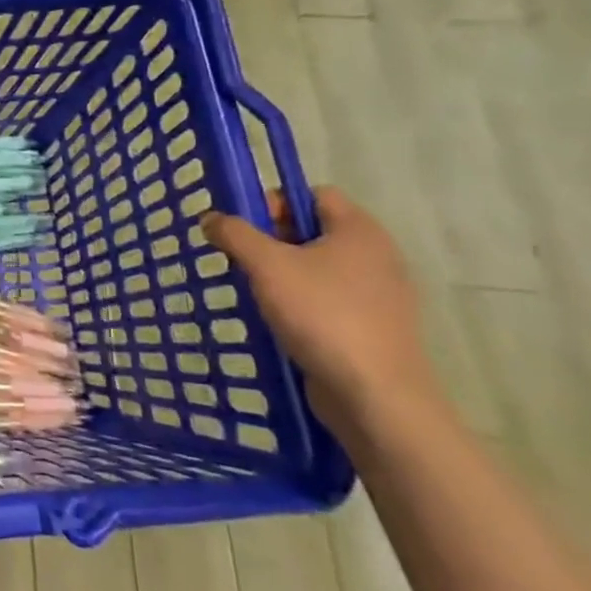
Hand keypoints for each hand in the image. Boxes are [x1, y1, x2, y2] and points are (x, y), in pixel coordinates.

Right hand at [203, 187, 440, 432]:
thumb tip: (211, 218)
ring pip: (319, 268)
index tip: (245, 228)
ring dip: (284, 275)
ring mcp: (380, 295)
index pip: (312, 194)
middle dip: (273, 240)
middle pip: (314, 230)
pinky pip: (330, 301)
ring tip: (257, 294)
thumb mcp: (267, 265)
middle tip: (243, 260)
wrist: (376, 396)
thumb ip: (234, 234)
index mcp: (359, 230)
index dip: (274, 202)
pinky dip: (303, 305)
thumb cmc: (323, 315)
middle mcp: (377, 255)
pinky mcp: (374, 328)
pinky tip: (280, 322)